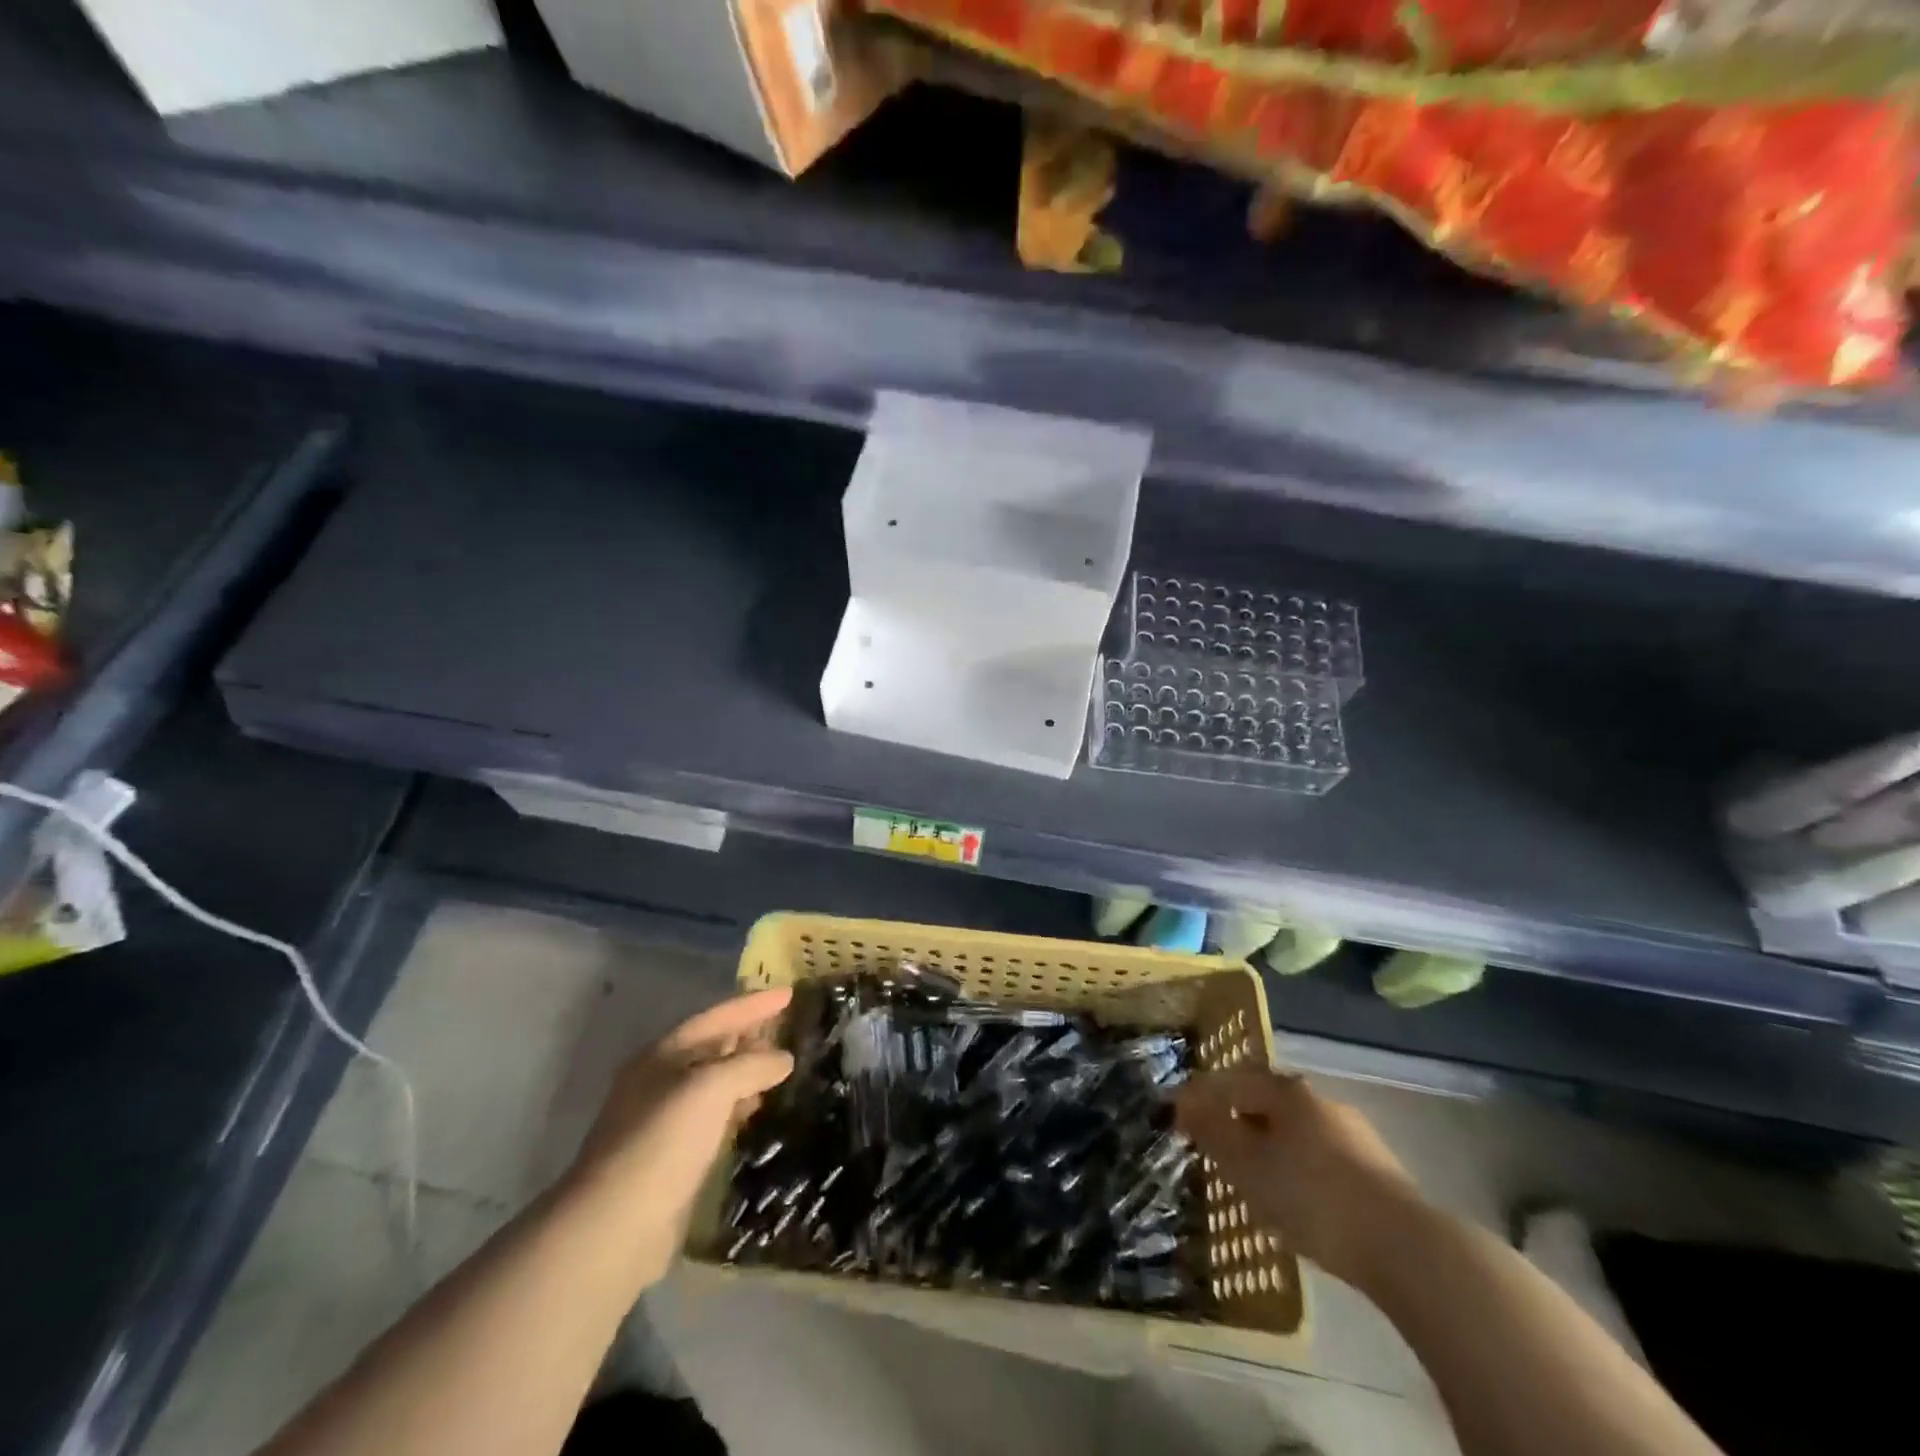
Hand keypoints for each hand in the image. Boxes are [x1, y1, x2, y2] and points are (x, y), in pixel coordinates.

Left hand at [565, 988, 795, 1287]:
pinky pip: (712, 1117)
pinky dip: (736, 1107)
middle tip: (787, 1027)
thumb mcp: (712, 1088)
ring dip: (745, 1072)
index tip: (789, 993)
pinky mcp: (670, 1157)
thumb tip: (783, 1058)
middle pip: (712, 1046)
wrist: (615, 1226)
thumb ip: (751, 1065)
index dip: (753, 1004)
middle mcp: (659, 1080)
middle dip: (749, 1035)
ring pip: (713, 1083)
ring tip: (780, 1069)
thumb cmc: (664, 1141)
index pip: (716, 1017)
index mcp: (663, 1054)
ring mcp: (662, 1120)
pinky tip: (755, 1113)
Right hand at [1176, 1068, 1420, 1289]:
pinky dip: (1295, 1165)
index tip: (1178, 1117)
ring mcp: (1353, 1133)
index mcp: (1287, 1091)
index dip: (1201, 1096)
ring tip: (1249, 1175)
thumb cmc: (1312, 1197)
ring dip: (1266, 1143)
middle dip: (1236, 1118)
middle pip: (1265, 1101)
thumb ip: (1213, 1131)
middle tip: (1213, 1145)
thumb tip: (1183, 1102)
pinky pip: (1319, 1155)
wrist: (1406, 1248)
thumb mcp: (1248, 1166)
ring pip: (1294, 1129)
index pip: (1232, 1080)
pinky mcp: (1375, 1169)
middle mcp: (1319, 1100)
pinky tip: (1292, 1195)